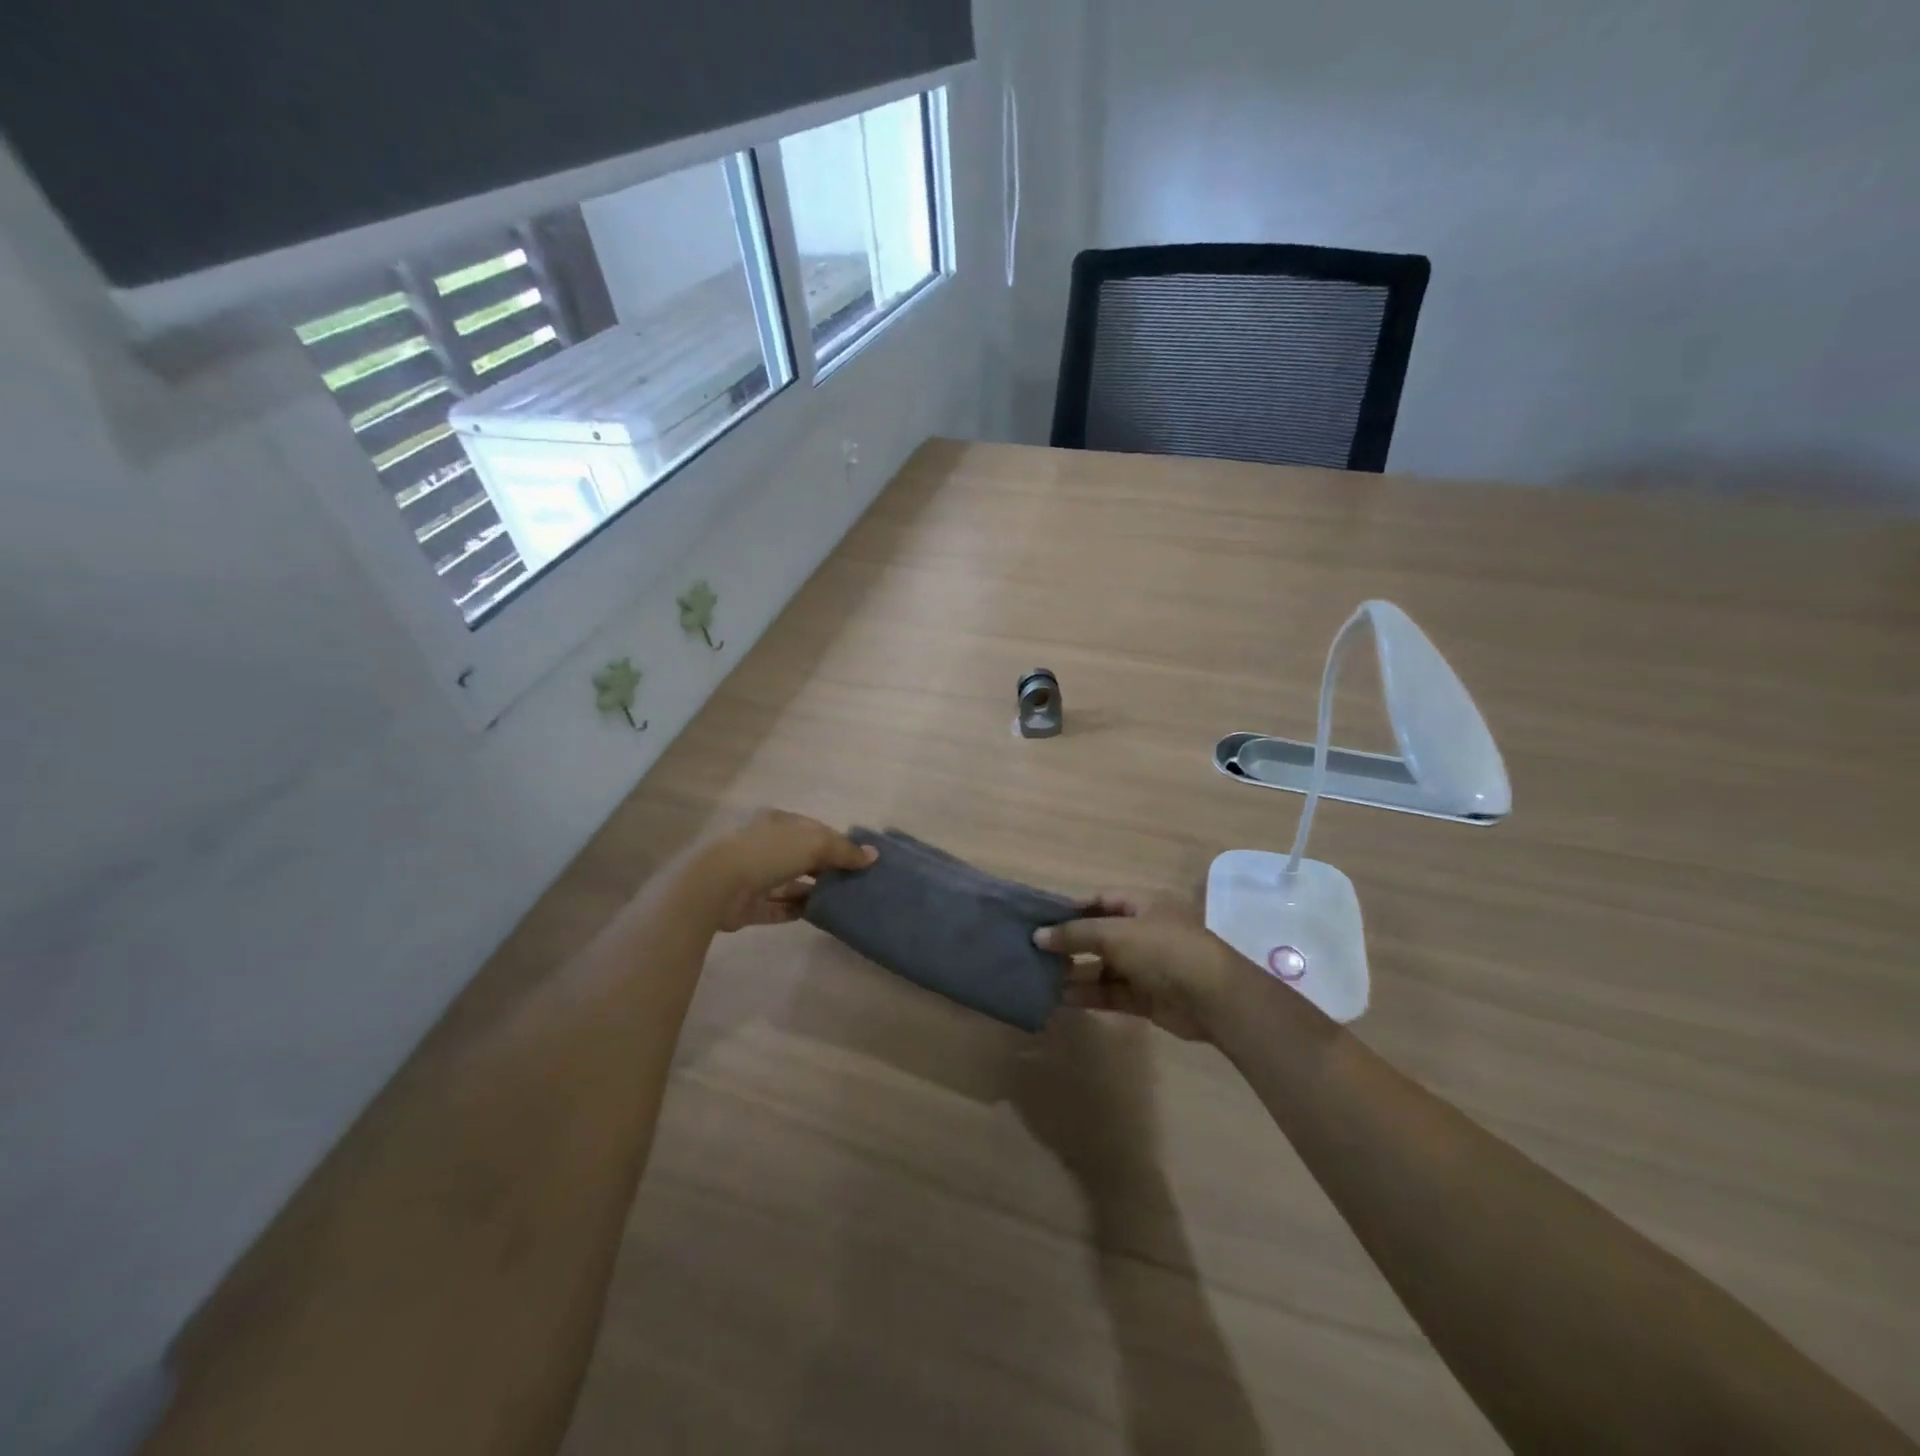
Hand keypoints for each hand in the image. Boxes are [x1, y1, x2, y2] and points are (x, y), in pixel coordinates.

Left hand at [684, 808, 875, 932]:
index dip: (837, 842)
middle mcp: (765, 845)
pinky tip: (820, 915)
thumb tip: (873, 855)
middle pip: (802, 856)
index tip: (860, 859)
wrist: (717, 885)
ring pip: (791, 883)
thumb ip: (844, 850)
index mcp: (777, 822)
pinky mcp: (748, 906)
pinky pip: (779, 908)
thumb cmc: (768, 852)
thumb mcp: (814, 843)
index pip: (813, 829)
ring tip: (843, 901)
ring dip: (813, 891)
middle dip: (826, 868)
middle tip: (855, 882)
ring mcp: (754, 876)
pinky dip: (797, 910)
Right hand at [1034, 892, 1241, 1041]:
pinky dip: (1089, 994)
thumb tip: (1038, 936)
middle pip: (1100, 934)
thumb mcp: (1116, 934)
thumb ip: (1076, 934)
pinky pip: (1111, 992)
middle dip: (1070, 943)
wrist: (1213, 998)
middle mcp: (1144, 932)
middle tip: (1034, 951)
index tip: (1040, 919)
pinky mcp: (1147, 997)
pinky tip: (1061, 998)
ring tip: (1041, 977)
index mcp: (1143, 905)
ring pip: (1103, 967)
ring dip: (1075, 972)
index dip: (1071, 909)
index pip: (1100, 900)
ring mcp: (1146, 966)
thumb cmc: (1164, 950)